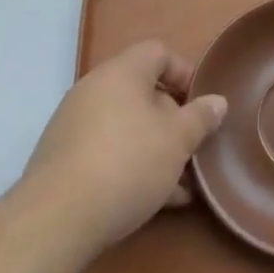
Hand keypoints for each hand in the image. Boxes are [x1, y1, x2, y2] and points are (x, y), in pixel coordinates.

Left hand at [21, 40, 227, 256]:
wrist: (56, 219)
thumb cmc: (127, 163)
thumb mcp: (177, 140)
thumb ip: (200, 117)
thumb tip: (217, 101)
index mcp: (122, 73)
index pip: (158, 53)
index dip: (185, 72)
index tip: (201, 104)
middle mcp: (94, 89)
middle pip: (142, 92)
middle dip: (173, 119)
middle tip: (193, 148)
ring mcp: (74, 125)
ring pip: (127, 127)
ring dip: (156, 148)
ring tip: (181, 184)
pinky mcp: (63, 160)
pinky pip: (107, 152)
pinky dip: (132, 166)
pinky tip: (156, 200)